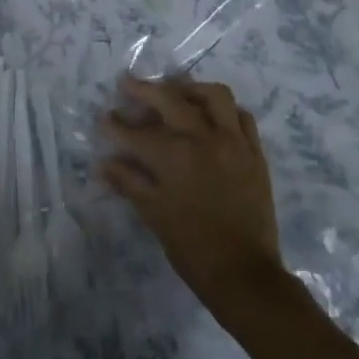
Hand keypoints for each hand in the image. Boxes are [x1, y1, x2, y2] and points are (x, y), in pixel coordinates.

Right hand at [99, 76, 286, 321]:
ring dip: (191, 90)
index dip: (116, 125)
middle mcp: (204, 138)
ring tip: (176, 93)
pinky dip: (225, 111)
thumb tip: (103, 164)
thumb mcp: (154, 215)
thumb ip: (129, 182)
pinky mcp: (255, 153)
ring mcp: (233, 142)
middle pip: (171, 99)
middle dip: (145, 90)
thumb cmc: (193, 248)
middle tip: (128, 85)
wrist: (245, 274)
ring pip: (214, 96)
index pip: (137, 133)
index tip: (104, 117)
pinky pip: (242, 117)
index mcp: (175, 156)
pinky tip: (212, 117)